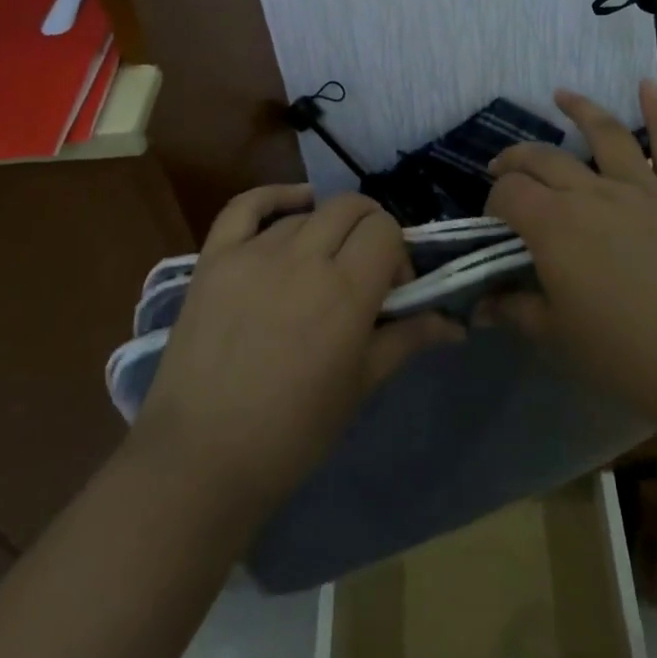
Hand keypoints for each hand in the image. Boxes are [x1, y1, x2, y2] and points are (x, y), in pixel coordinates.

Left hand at [132, 186, 459, 520]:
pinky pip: (246, 205)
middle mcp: (303, 258)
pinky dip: (275, 197)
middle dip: (369, 229)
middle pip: (351, 208)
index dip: (397, 253)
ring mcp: (254, 253)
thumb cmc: (292, 433)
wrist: (200, 461)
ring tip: (319, 268)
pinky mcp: (214, 257)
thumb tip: (455, 325)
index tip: (392, 289)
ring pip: (306, 214)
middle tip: (364, 268)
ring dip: (324, 232)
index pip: (386, 231)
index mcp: (345, 291)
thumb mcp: (360, 387)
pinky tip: (294, 205)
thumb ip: (407, 339)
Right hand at [485, 81, 656, 431]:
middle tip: (505, 166)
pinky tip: (649, 84)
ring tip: (561, 96)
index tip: (496, 223)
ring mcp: (642, 186)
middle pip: (544, 159)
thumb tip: (483, 304)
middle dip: (517, 159)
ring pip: (603, 133)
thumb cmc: (630, 355)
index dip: (495, 201)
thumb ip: (518, 310)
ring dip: (579, 110)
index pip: (509, 193)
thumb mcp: (560, 337)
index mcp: (554, 225)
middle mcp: (592, 192)